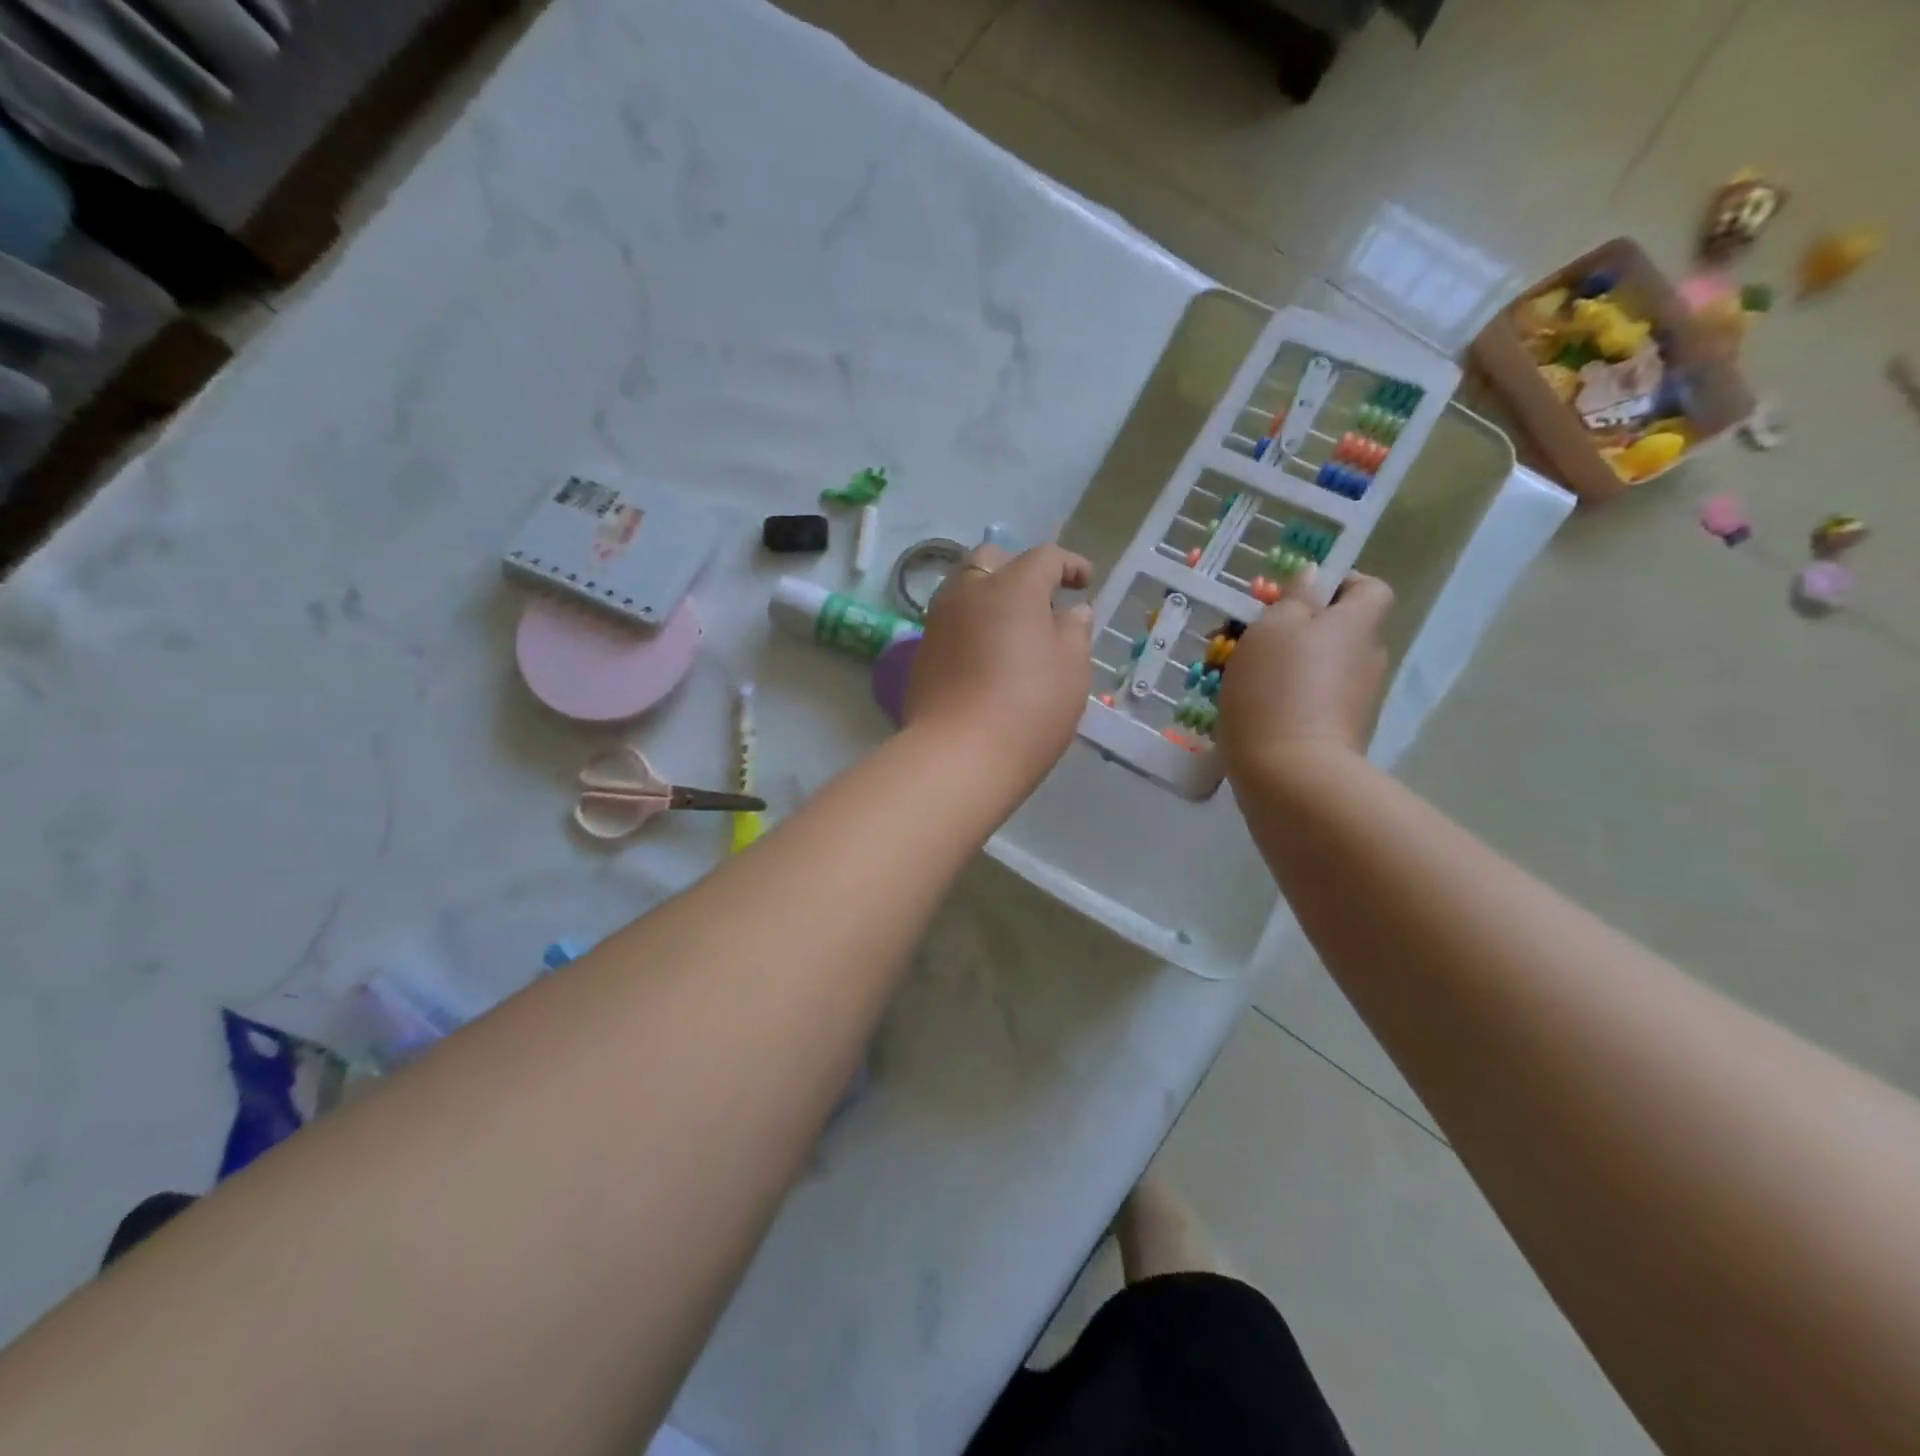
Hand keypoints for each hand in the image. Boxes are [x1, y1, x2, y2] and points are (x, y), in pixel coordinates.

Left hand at [904, 542, 1093, 790]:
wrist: (959, 755)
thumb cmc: (1030, 706)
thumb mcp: (1072, 668)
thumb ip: (1074, 631)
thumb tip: (1070, 612)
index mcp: (1012, 586)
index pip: (1045, 557)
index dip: (1069, 565)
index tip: (1085, 583)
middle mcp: (968, 592)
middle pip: (991, 559)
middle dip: (1018, 569)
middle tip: (1040, 601)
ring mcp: (938, 621)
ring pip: (963, 589)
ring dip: (988, 596)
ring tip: (1010, 627)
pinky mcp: (921, 652)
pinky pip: (949, 623)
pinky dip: (970, 626)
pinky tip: (984, 655)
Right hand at [1217, 568, 1393, 777]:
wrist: (1290, 773)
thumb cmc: (1276, 687)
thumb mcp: (1273, 627)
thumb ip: (1295, 597)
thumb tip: (1314, 576)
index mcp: (1357, 624)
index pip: (1369, 588)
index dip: (1339, 584)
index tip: (1295, 595)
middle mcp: (1367, 659)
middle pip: (1341, 631)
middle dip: (1302, 630)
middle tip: (1254, 638)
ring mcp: (1357, 702)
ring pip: (1323, 669)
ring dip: (1291, 669)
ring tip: (1242, 679)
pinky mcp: (1339, 735)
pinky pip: (1313, 703)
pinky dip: (1289, 702)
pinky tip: (1253, 713)